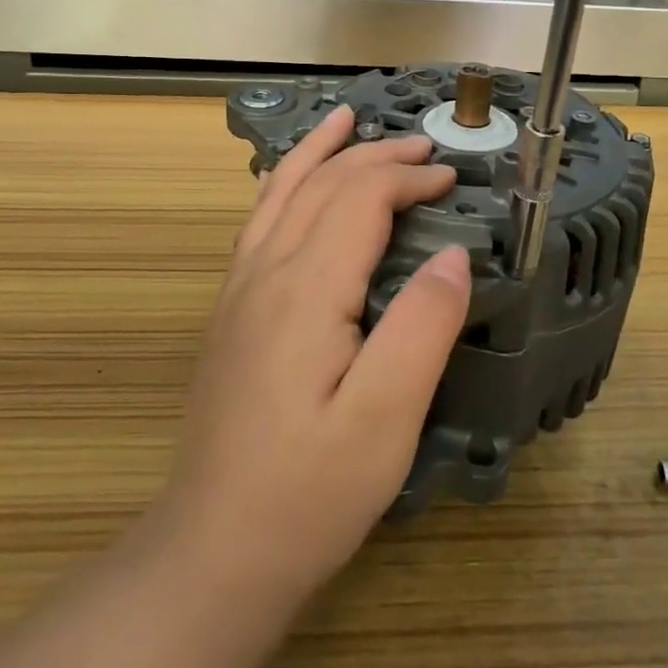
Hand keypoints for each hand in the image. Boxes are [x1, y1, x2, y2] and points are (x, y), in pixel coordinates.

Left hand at [154, 105, 471, 602]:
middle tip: (424, 149)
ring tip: (346, 119)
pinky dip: (282, 183)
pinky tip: (290, 182)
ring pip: (280, 193)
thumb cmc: (309, 491)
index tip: (452, 180)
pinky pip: (259, 221)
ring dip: (320, 152)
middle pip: (322, 186)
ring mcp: (240, 289)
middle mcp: (265, 272)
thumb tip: (453, 255)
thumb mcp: (385, 421)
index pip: (359, 199)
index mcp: (306, 289)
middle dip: (375, 157)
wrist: (214, 549)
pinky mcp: (232, 310)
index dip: (407, 179)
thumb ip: (422, 329)